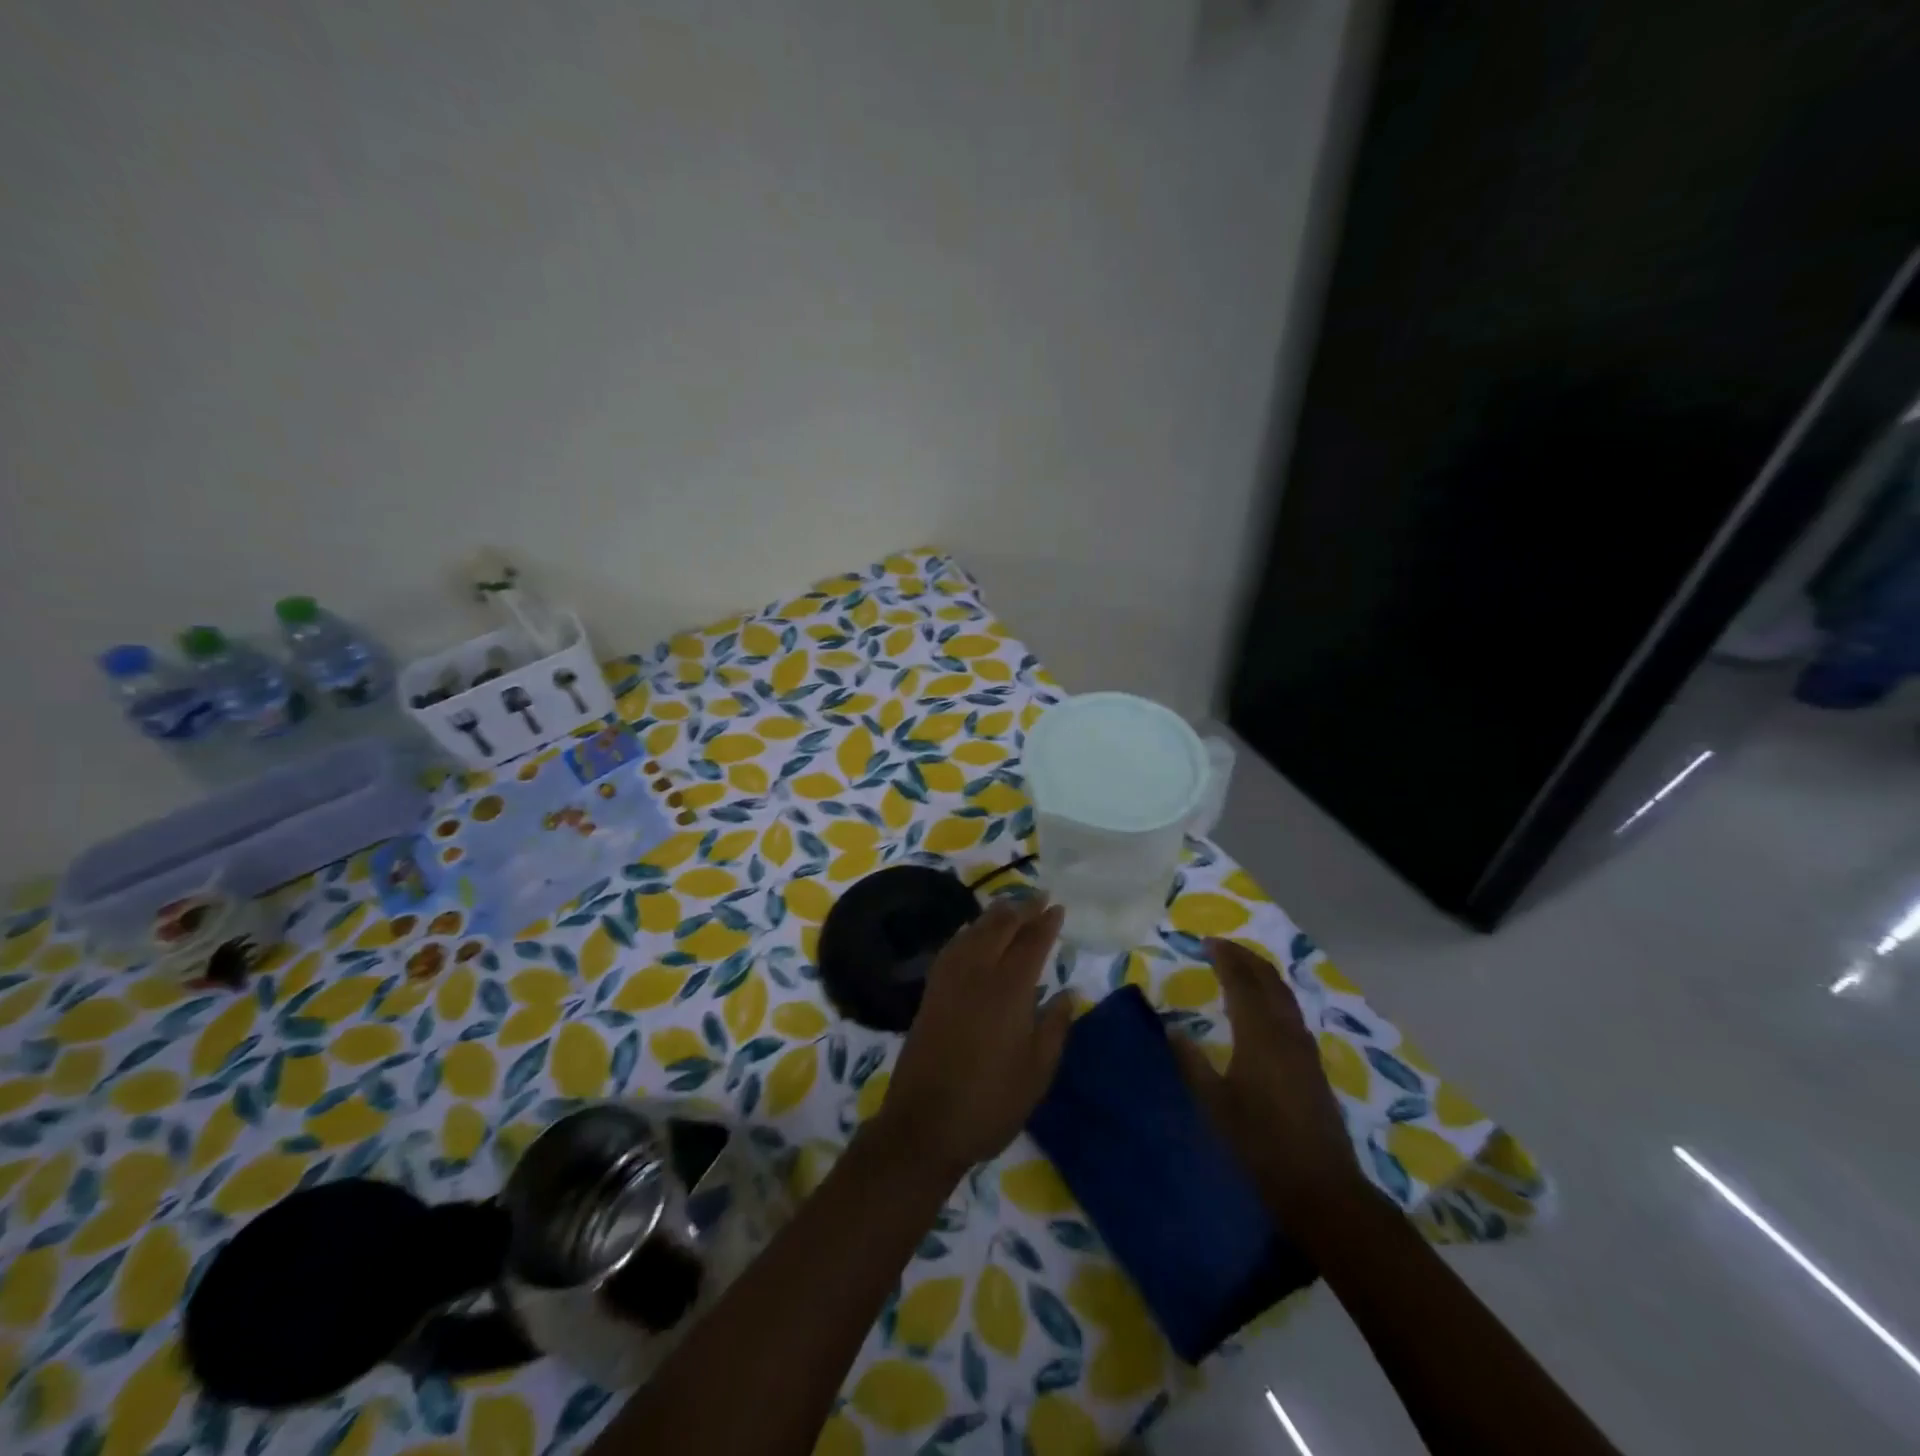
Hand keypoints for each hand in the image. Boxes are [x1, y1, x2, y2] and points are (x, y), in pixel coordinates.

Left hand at [875, 894, 1073, 1177]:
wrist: (925, 1124)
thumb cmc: (991, 1102)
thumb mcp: (1037, 1072)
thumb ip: (1055, 1027)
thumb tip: (1068, 993)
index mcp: (1009, 990)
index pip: (1031, 943)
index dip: (1046, 923)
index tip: (1058, 907)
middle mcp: (977, 973)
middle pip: (1000, 927)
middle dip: (1021, 908)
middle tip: (1038, 897)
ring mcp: (949, 980)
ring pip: (973, 931)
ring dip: (994, 915)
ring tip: (1010, 907)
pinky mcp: (931, 992)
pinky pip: (953, 947)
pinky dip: (968, 932)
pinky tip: (973, 934)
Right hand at [1170, 938, 1370, 1228]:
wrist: (1322, 1191)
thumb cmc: (1260, 1146)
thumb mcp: (1214, 1105)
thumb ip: (1191, 1063)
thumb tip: (1173, 1029)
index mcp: (1260, 1035)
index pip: (1242, 981)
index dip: (1225, 957)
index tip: (1206, 941)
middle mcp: (1286, 1032)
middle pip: (1269, 981)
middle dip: (1246, 958)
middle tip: (1221, 946)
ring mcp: (1305, 1050)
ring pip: (1284, 995)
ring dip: (1262, 974)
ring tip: (1240, 967)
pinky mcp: (1313, 1067)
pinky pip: (1291, 1012)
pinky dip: (1274, 995)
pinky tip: (1264, 1007)